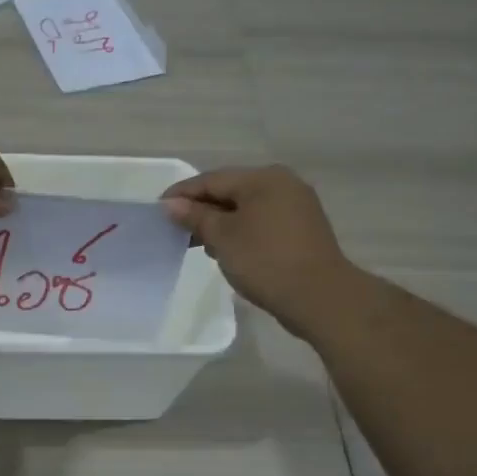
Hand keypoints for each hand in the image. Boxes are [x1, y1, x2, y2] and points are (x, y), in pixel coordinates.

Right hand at [160, 166, 352, 335]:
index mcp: (263, 178)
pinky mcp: (302, 228)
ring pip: (246, 207)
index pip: (211, 180)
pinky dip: (240, 230)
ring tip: (198, 244)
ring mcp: (296, 206)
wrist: (319, 297)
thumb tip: (170, 204)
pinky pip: (261, 221)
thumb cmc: (265, 261)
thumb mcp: (222, 237)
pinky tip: (227, 249)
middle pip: (230, 190)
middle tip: (175, 229)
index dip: (181, 194)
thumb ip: (195, 216)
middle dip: (201, 209)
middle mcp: (282, 184)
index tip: (157, 209)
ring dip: (220, 222)